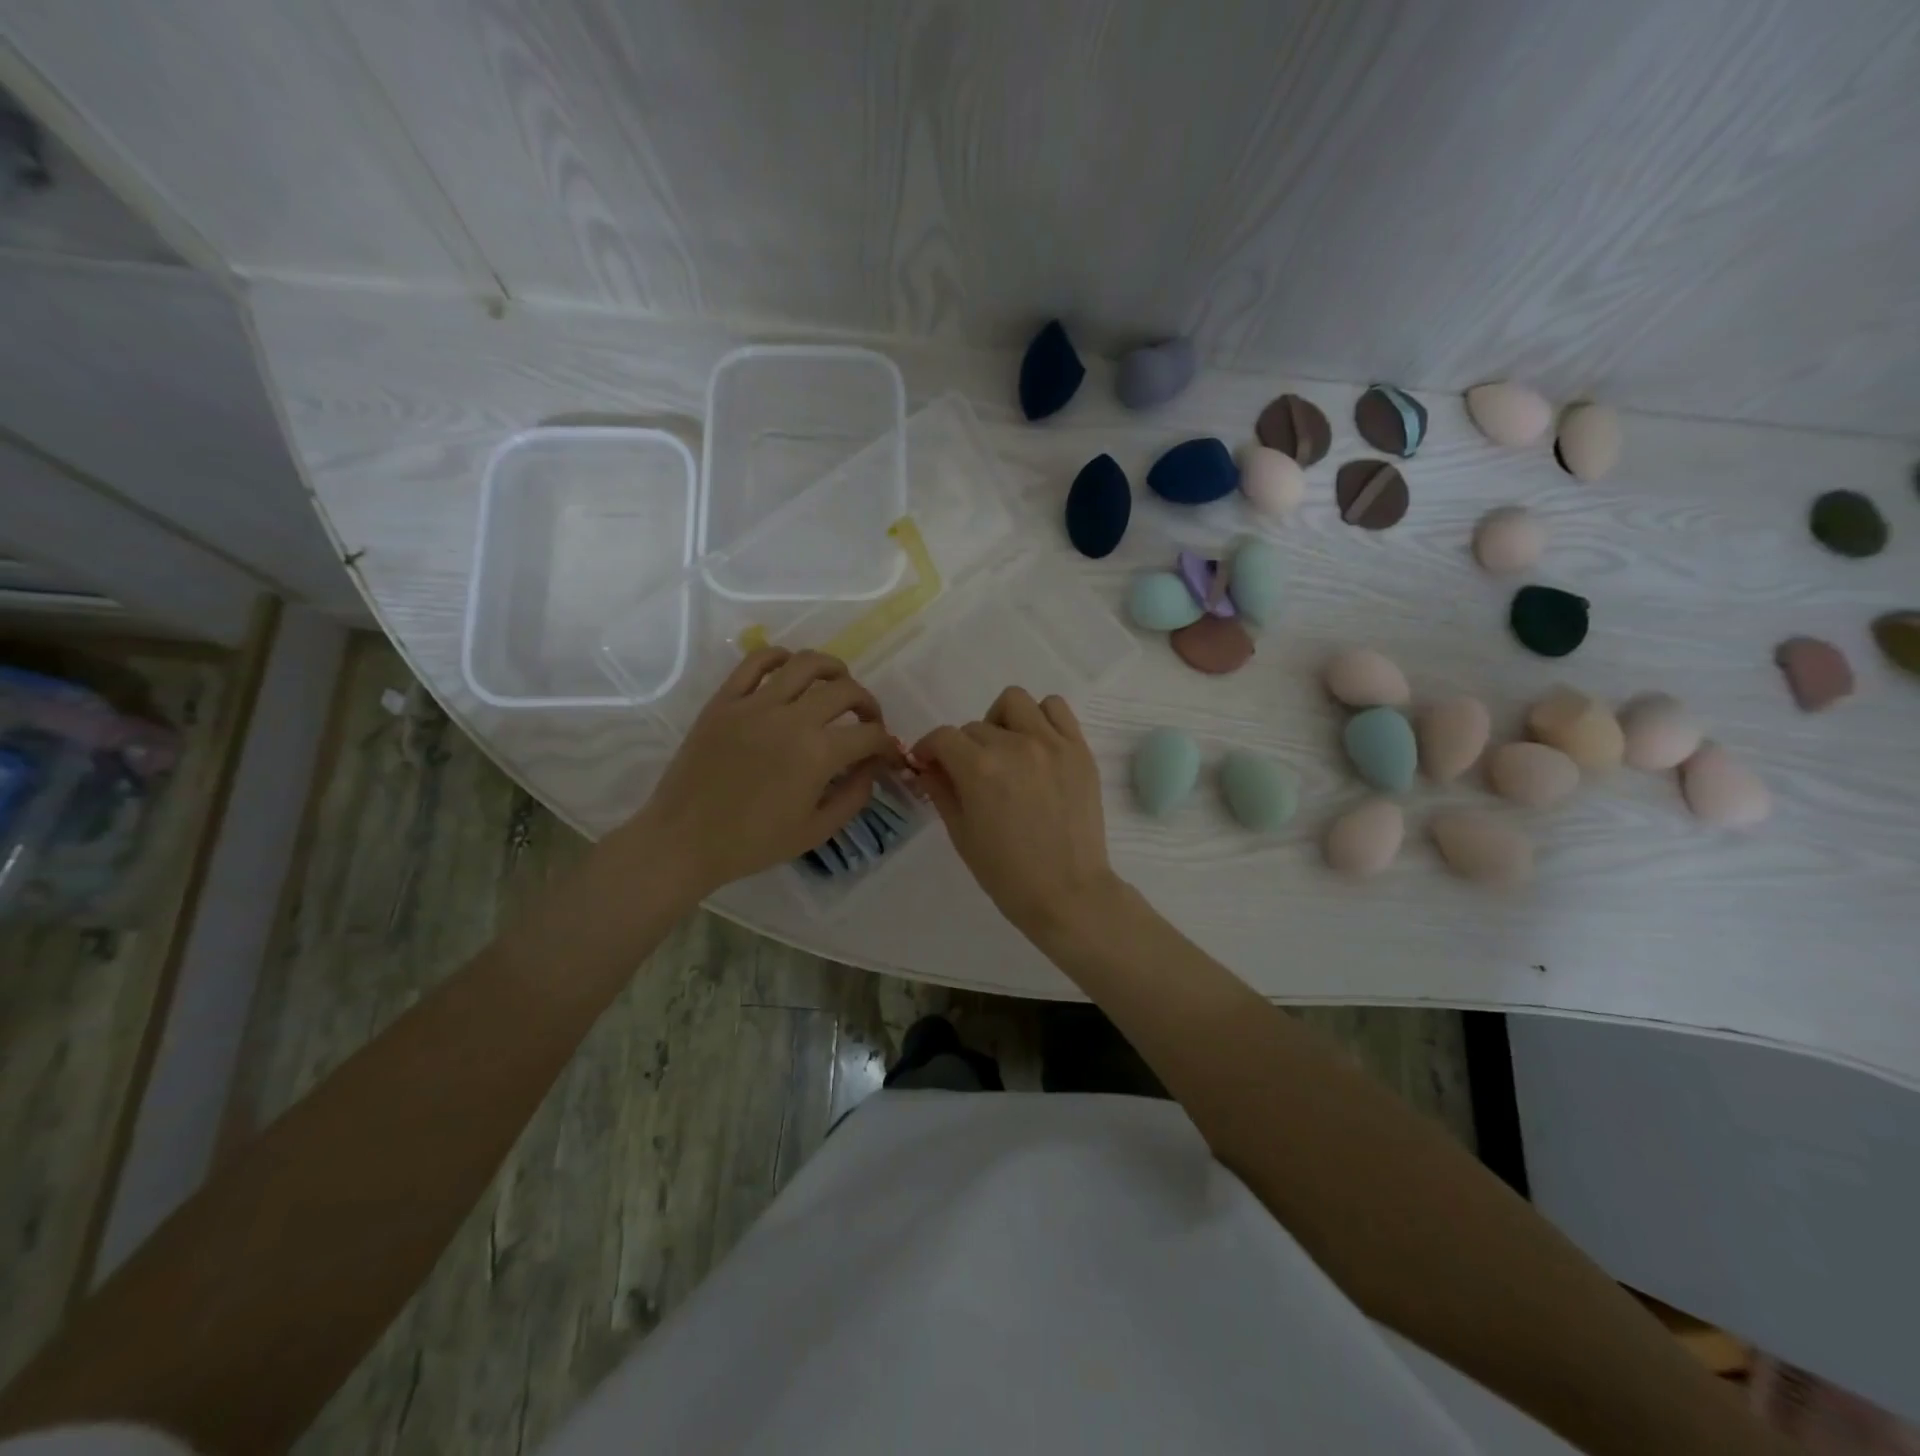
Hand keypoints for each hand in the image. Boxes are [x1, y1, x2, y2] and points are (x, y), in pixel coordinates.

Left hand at [620, 648, 897, 897]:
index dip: (888, 744)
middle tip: (867, 722)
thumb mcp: (816, 831)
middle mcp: (791, 718)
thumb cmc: (753, 843)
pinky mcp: (725, 699)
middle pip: (846, 690)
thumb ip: (854, 796)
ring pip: (806, 663)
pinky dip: (780, 657)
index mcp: (818, 754)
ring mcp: (755, 704)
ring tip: (836, 685)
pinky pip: (756, 661)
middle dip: (868, 704)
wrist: (684, 840)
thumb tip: (872, 767)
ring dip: (834, 670)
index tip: (888, 754)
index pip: (870, 735)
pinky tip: (790, 671)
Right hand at [913, 687, 1124, 940]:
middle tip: (971, 775)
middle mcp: (1015, 745)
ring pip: (1015, 702)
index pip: (943, 738)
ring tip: (1006, 750)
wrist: (1068, 892)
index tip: (929, 764)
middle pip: (975, 726)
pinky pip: (1056, 709)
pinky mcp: (1079, 749)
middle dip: (964, 748)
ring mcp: (1052, 743)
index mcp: (980, 768)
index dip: (928, 749)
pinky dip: (1040, 718)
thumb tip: (927, 766)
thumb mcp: (961, 834)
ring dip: (1001, 721)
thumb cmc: (1007, 873)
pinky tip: (1036, 745)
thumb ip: (940, 790)